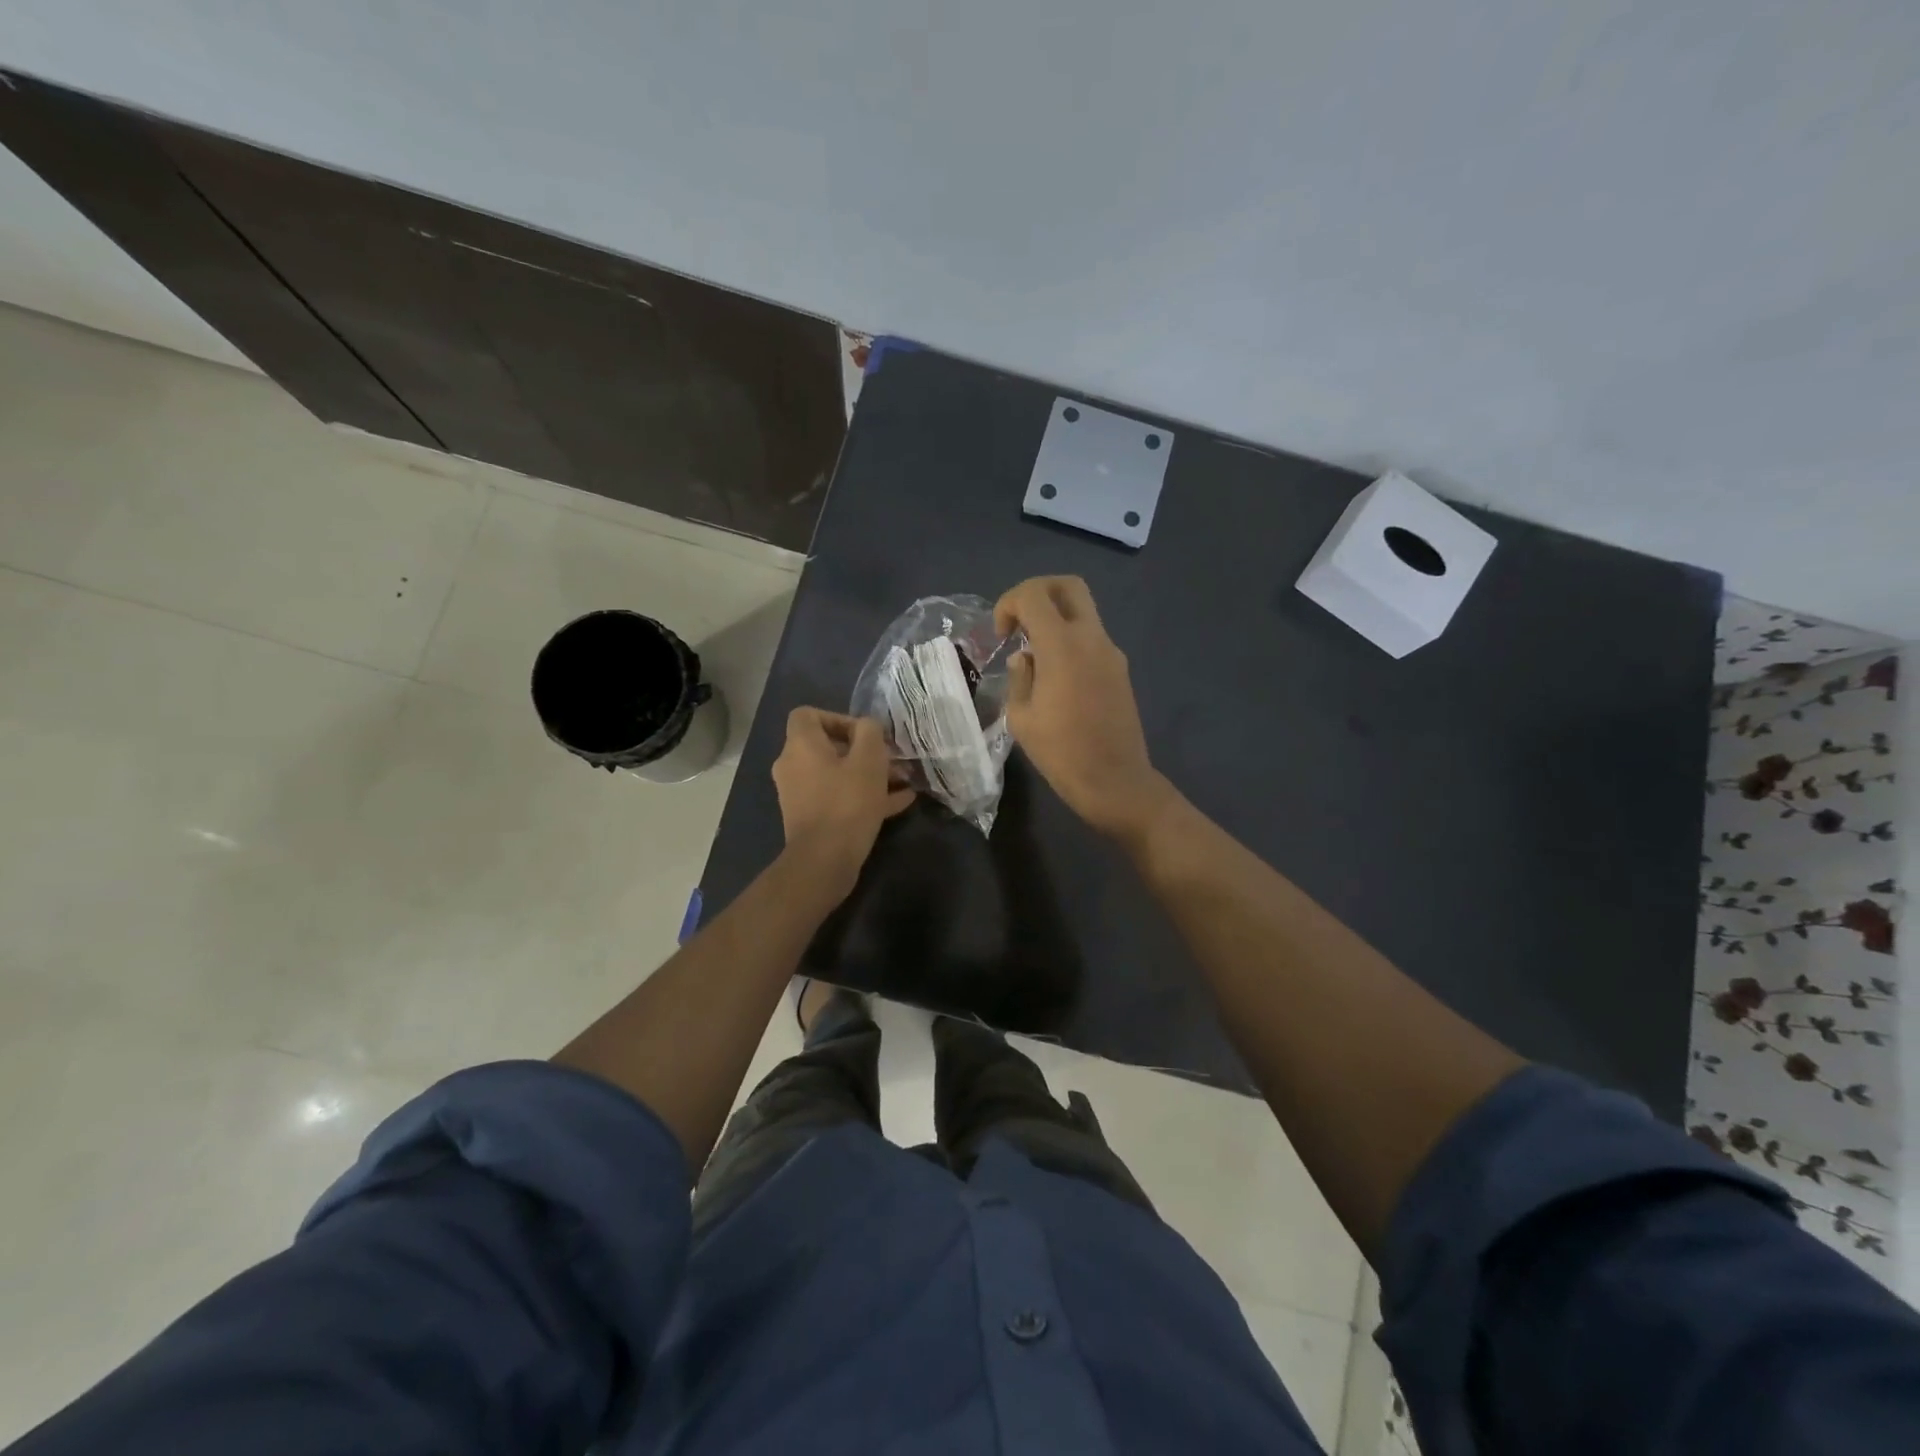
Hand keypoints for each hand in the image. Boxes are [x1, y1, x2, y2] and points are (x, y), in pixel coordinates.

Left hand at [772, 708, 914, 886]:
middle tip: (894, 761)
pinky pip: (838, 797)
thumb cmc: (847, 802)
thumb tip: (867, 727)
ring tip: (903, 782)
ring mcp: (800, 794)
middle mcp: (793, 766)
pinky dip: (863, 796)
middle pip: (829, 747)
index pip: (808, 715)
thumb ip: (870, 732)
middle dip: (866, 752)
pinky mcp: (811, 818)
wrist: (824, 861)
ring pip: (838, 774)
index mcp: (801, 745)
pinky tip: (899, 803)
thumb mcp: (869, 759)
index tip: (865, 735)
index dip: (838, 718)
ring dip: (870, 775)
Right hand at [994, 576, 1173, 840]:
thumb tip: (1025, 658)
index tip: (1001, 634)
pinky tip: (1056, 677)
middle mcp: (1091, 638)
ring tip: (1034, 656)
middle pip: (1068, 586)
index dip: (1009, 603)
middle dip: (1038, 593)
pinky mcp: (1120, 669)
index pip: (1034, 594)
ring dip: (1055, 619)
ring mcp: (1111, 652)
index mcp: (1062, 646)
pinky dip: (1070, 641)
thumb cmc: (1061, 753)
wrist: (1115, 781)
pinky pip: (1092, 638)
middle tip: (1020, 622)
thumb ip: (1020, 677)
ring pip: (1083, 611)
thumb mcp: (1022, 717)